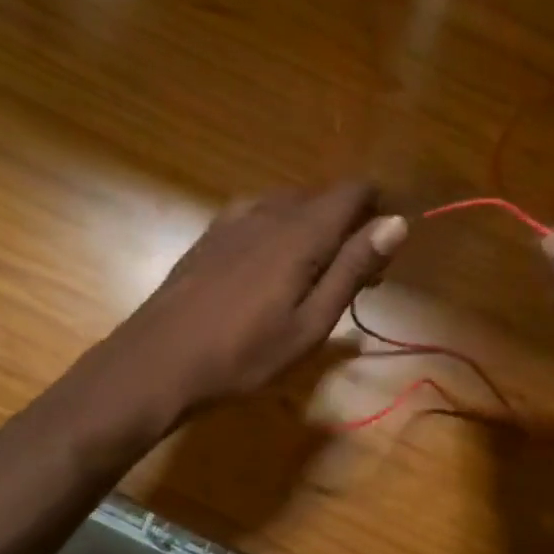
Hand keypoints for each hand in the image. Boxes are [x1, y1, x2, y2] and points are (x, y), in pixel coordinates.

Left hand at [106, 182, 407, 425]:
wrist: (157, 363)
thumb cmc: (244, 354)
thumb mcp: (311, 323)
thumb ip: (353, 269)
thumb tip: (396, 223)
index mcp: (301, 232)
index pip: (353, 191)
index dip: (379, 207)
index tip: (387, 245)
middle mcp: (268, 212)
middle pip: (322, 196)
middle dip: (349, 224)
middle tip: (359, 276)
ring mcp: (233, 220)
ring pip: (289, 205)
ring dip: (314, 228)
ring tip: (316, 275)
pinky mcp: (210, 235)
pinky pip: (259, 215)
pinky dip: (281, 231)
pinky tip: (272, 268)